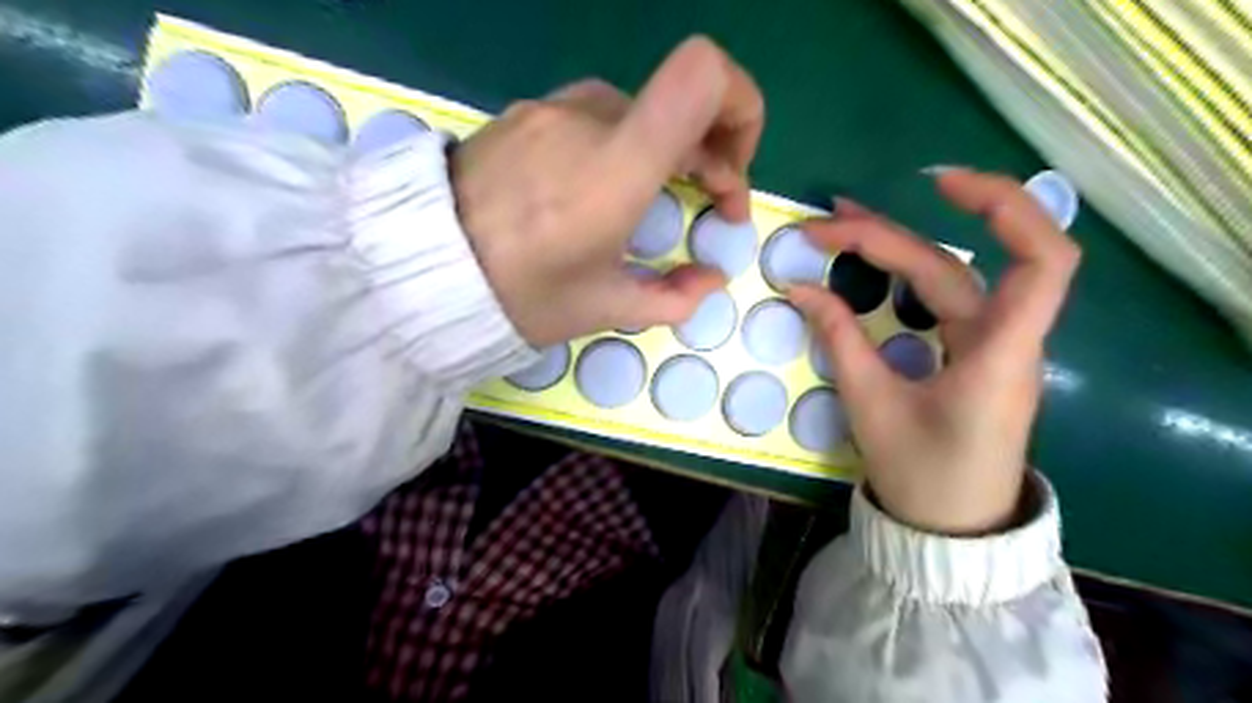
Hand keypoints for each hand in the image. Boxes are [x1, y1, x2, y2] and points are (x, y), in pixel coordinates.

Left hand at [449, 36, 762, 346]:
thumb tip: (710, 278)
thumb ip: (674, 297)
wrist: (420, 270)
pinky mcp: (524, 114)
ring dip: (664, 151)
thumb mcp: (604, 308)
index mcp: (617, 166)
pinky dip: (620, 145)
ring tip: (649, 201)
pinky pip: (593, 117)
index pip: (703, 75)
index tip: (732, 169)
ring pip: (638, 113)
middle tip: (707, 205)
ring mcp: (552, 109)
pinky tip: (596, 190)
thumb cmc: (520, 295)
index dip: (741, 107)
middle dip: (711, 153)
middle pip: (680, 102)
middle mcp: (589, 118)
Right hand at [792, 172, 1077, 535]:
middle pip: (955, 264)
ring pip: (949, 277)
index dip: (1003, 208)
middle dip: (888, 237)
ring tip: (839, 225)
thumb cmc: (921, 474)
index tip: (936, 184)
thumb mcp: (872, 406)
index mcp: (999, 354)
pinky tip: (873, 261)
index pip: (1041, 260)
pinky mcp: (971, 353)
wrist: (950, 526)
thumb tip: (801, 288)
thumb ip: (840, 340)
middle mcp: (1003, 338)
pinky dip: (904, 273)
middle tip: (823, 226)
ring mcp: (989, 344)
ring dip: (896, 245)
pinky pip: (942, 300)